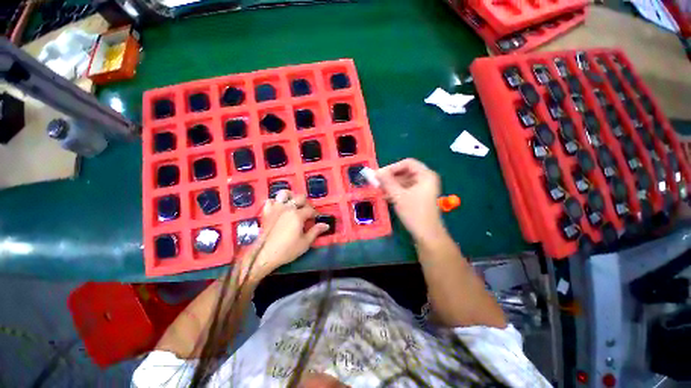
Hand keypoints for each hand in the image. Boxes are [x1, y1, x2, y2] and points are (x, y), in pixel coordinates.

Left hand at [241, 190, 328, 281]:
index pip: (310, 210)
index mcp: (298, 215)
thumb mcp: (305, 243)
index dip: (315, 214)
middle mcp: (287, 208)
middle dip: (306, 203)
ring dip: (290, 196)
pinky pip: (270, 201)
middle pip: (300, 198)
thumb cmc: (287, 250)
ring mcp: (276, 208)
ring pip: (284, 194)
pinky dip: (275, 202)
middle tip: (306, 212)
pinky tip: (279, 208)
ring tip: (293, 204)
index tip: (315, 220)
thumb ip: (316, 231)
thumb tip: (326, 225)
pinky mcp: (267, 212)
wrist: (264, 255)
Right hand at [377, 158, 445, 241]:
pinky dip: (396, 191)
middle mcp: (426, 179)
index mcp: (426, 175)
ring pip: (405, 182)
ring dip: (391, 185)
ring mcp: (424, 189)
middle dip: (390, 177)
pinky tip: (385, 196)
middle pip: (406, 172)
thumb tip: (376, 172)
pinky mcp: (420, 197)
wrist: (427, 235)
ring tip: (379, 190)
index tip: (380, 174)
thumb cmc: (414, 212)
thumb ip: (387, 182)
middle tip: (377, 182)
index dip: (392, 167)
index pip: (407, 163)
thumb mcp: (398, 196)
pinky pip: (406, 190)